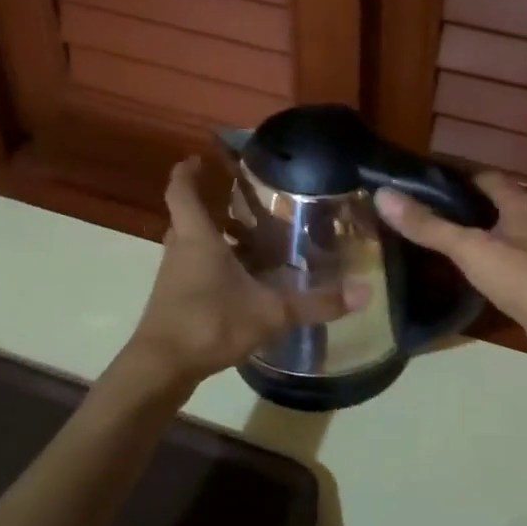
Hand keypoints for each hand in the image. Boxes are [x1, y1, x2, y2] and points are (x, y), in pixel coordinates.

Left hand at [126, 158, 366, 384]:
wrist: (162, 367)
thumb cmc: (210, 324)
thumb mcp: (270, 312)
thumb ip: (316, 303)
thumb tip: (365, 292)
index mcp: (197, 238)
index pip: (182, 190)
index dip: (188, 171)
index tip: (200, 158)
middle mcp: (181, 250)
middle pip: (190, 217)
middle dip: (214, 205)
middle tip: (247, 202)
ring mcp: (174, 276)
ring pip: (193, 245)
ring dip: (217, 238)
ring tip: (254, 241)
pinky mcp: (175, 300)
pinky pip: (195, 269)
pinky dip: (215, 265)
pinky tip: (244, 282)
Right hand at [375, 172, 526, 376]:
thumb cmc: (524, 278)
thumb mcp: (471, 248)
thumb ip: (429, 225)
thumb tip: (383, 195)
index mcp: (521, 203)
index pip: (484, 177)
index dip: (452, 178)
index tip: (416, 184)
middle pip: (491, 205)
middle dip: (457, 208)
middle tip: (416, 214)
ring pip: (498, 236)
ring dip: (470, 237)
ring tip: (429, 242)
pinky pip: (504, 265)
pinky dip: (482, 264)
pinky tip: (460, 275)